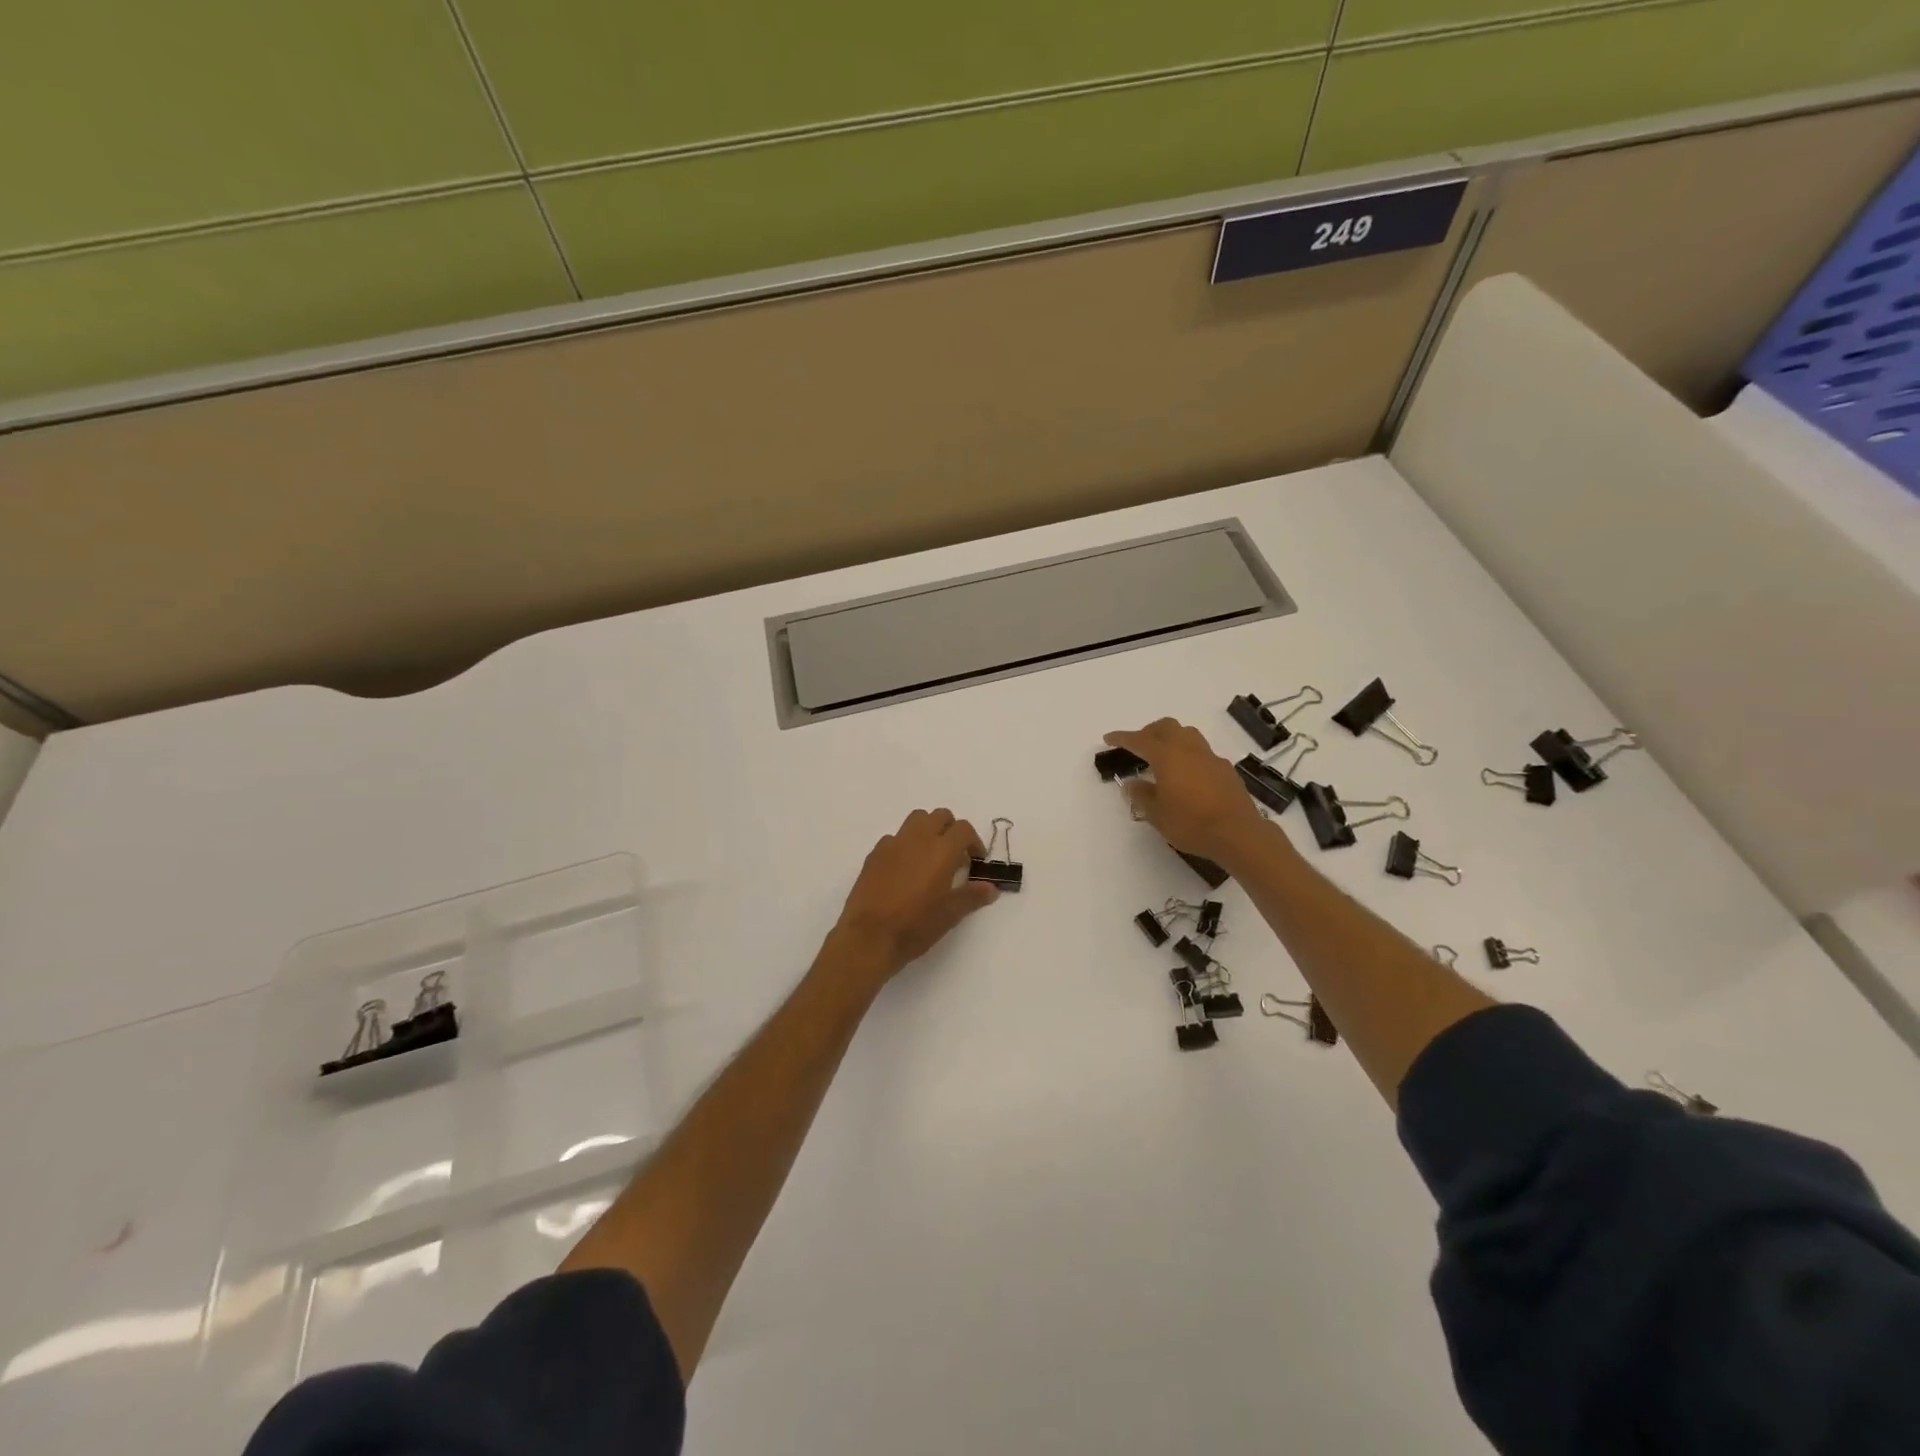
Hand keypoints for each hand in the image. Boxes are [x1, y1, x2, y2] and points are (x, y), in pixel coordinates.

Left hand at [830, 809, 997, 981]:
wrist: (869, 936)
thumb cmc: (915, 925)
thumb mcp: (950, 914)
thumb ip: (972, 896)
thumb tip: (991, 888)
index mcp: (942, 850)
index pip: (964, 829)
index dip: (974, 842)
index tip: (975, 861)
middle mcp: (918, 839)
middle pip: (940, 816)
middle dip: (951, 830)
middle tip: (954, 855)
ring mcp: (893, 843)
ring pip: (916, 820)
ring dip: (927, 830)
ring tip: (930, 857)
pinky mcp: (874, 854)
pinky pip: (894, 838)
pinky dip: (905, 845)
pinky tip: (904, 870)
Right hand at [1103, 718, 1272, 865]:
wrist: (1238, 833)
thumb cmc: (1191, 823)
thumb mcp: (1157, 814)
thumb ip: (1141, 795)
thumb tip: (1132, 783)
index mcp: (1167, 756)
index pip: (1139, 740)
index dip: (1122, 738)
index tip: (1108, 738)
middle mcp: (1189, 749)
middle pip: (1166, 726)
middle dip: (1149, 731)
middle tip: (1138, 745)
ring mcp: (1210, 757)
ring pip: (1187, 734)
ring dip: (1171, 738)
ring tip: (1163, 756)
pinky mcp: (1225, 769)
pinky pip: (1202, 752)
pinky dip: (1188, 755)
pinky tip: (1187, 775)